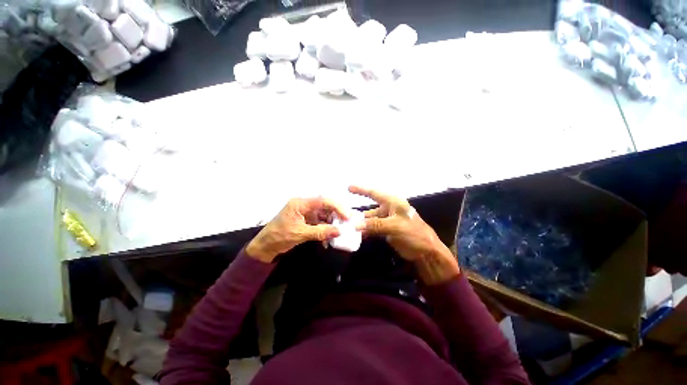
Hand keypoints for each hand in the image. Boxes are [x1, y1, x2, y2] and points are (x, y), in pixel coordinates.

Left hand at [246, 197, 347, 262]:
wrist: (265, 247)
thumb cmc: (279, 237)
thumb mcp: (300, 234)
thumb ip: (320, 232)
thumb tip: (339, 232)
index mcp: (300, 203)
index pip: (322, 200)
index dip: (337, 207)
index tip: (347, 216)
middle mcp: (304, 205)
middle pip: (325, 206)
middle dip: (336, 214)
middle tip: (347, 222)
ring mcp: (305, 213)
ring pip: (323, 214)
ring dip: (332, 223)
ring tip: (340, 231)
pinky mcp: (306, 220)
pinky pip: (319, 222)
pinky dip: (325, 229)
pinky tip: (329, 238)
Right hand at [349, 186, 459, 284]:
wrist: (426, 252)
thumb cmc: (414, 234)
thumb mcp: (395, 227)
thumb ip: (375, 225)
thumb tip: (355, 225)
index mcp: (393, 203)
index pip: (375, 193)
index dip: (361, 190)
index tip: (349, 187)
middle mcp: (389, 209)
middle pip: (370, 208)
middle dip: (358, 212)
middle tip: (344, 214)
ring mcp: (387, 220)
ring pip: (370, 220)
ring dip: (361, 223)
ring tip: (348, 226)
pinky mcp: (387, 230)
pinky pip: (373, 228)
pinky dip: (366, 231)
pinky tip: (358, 235)